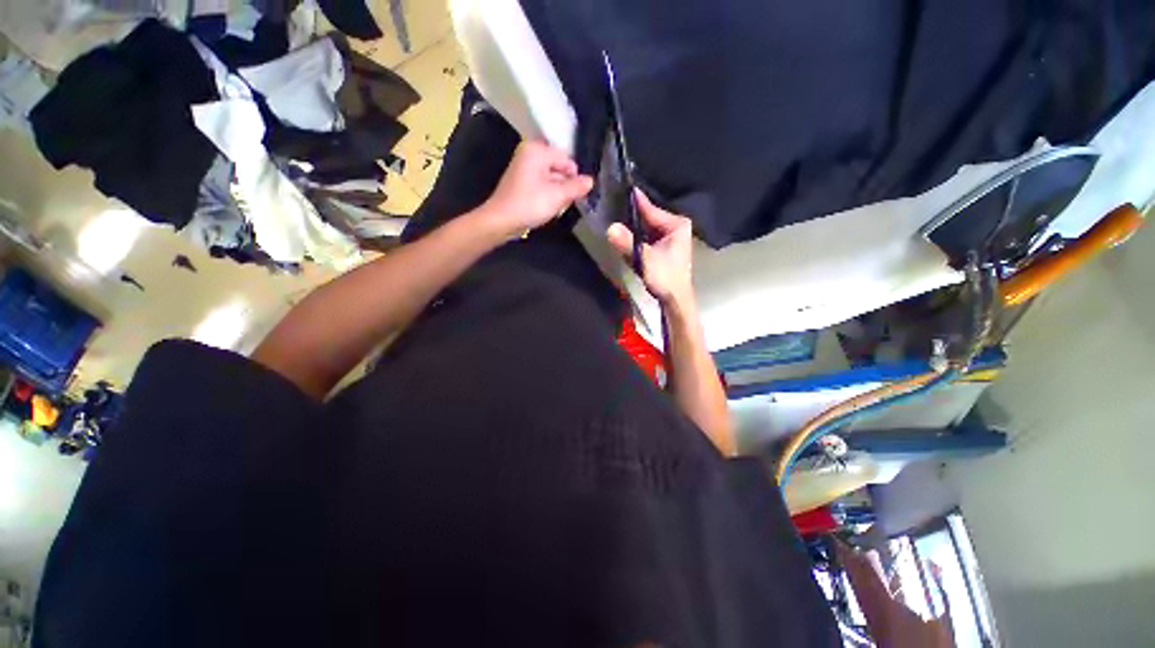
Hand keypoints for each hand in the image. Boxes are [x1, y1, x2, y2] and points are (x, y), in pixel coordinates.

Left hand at [481, 140, 593, 235]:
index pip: (566, 158)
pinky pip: (542, 185)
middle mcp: (530, 154)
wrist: (501, 221)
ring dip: (557, 193)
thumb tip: (591, 181)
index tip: (576, 194)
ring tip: (555, 207)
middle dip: (565, 185)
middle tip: (564, 202)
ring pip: (551, 178)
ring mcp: (524, 168)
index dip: (574, 176)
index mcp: (537, 151)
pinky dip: (547, 195)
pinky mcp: (521, 182)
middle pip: (559, 168)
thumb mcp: (557, 196)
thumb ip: (576, 187)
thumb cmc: (529, 204)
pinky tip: (547, 208)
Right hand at [607, 189, 694, 304]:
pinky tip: (622, 237)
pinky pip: (645, 237)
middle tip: (609, 205)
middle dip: (630, 216)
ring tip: (612, 217)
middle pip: (647, 218)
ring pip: (645, 228)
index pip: (651, 209)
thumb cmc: (666, 279)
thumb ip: (628, 243)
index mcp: (677, 224)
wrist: (675, 301)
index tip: (619, 187)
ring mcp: (669, 238)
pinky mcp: (662, 248)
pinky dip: (634, 238)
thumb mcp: (646, 260)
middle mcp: (674, 227)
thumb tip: (610, 228)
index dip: (634, 202)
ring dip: (631, 228)